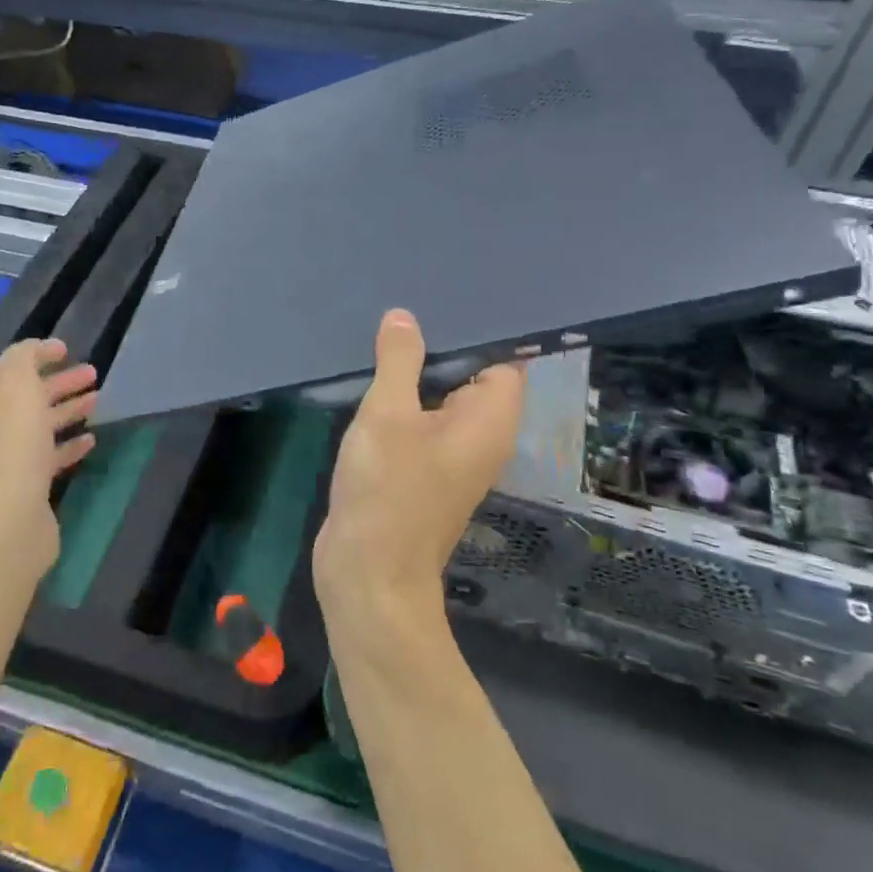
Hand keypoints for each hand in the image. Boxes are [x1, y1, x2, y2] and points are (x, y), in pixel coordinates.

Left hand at [0, 338, 97, 566]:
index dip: (33, 354)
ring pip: (39, 425)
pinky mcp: (27, 486)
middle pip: (25, 396)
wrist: (9, 521)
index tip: (67, 348)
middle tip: (93, 373)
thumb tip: (37, 349)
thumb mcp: (17, 388)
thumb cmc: (13, 447)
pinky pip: (50, 456)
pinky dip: (69, 444)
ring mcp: (6, 459)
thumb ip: (25, 360)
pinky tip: (92, 439)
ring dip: (67, 409)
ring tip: (98, 400)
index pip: (3, 367)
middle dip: (57, 381)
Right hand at [314, 310, 524, 623]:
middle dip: (440, 346)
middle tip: (406, 308)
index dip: (479, 330)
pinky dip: (403, 400)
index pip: (503, 359)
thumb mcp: (388, 413)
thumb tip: (404, 317)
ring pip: (441, 399)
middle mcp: (481, 436)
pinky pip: (421, 422)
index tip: (446, 299)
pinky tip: (374, 377)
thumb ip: (399, 361)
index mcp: (489, 420)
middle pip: (471, 376)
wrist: (368, 571)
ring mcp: (451, 456)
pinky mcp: (423, 470)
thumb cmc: (388, 488)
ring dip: (416, 373)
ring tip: (385, 332)